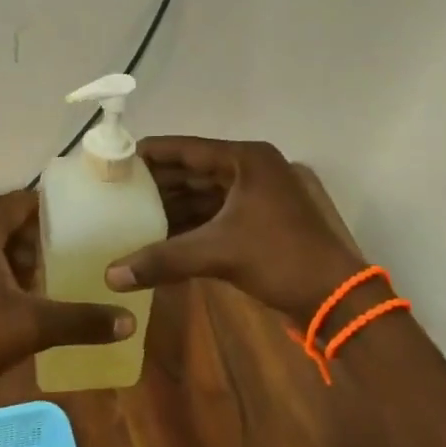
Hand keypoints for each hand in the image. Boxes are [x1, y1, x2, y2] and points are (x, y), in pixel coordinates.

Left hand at [0, 190, 135, 405]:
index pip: (21, 203)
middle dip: (39, 239)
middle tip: (74, 253)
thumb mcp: (31, 327)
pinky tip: (19, 302)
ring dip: (18, 260)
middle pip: (7, 224)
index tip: (82, 217)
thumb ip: (80, 320)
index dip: (52, 208)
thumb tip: (129, 322)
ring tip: (52, 279)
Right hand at [104, 138, 367, 325]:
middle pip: (193, 171)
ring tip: (131, 215)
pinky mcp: (258, 221)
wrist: (335, 298)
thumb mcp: (217, 253)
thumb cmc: (280, 258)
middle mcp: (250, 169)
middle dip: (158, 183)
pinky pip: (214, 215)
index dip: (151, 153)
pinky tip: (160, 236)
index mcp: (245, 160)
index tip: (116, 159)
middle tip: (117, 191)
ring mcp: (256, 196)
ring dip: (172, 206)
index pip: (187, 149)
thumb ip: (162, 260)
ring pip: (203, 195)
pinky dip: (189, 224)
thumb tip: (110, 276)